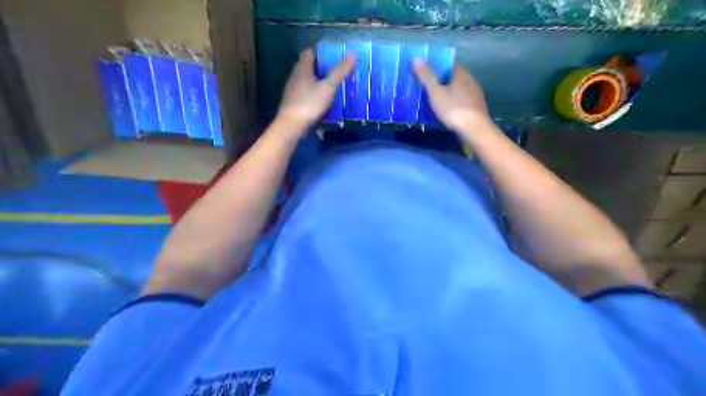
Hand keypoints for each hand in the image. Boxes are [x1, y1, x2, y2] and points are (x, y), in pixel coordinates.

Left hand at [276, 49, 352, 129]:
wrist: (291, 125)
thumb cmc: (309, 103)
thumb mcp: (328, 87)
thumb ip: (339, 72)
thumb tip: (351, 53)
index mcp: (302, 68)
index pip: (311, 52)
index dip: (323, 51)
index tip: (336, 54)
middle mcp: (296, 75)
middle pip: (310, 65)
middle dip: (323, 66)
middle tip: (338, 69)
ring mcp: (293, 88)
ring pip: (308, 79)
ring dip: (319, 79)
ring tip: (334, 83)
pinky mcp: (294, 100)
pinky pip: (307, 90)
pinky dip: (315, 90)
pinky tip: (324, 98)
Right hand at [415, 58, 491, 130]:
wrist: (474, 129)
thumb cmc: (453, 109)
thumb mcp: (435, 92)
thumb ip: (426, 76)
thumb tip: (416, 57)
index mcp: (461, 73)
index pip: (448, 64)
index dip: (436, 66)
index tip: (425, 71)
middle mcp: (471, 80)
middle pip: (453, 77)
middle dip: (441, 80)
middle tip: (427, 86)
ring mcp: (475, 94)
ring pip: (459, 89)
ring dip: (448, 92)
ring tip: (435, 99)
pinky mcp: (476, 107)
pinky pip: (462, 100)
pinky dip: (454, 102)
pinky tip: (447, 110)